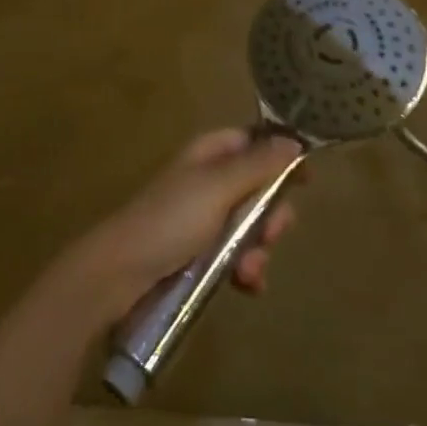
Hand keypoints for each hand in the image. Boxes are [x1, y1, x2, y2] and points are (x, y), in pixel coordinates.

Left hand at [64, 129, 302, 321]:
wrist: (119, 274)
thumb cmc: (170, 220)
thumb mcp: (217, 187)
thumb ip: (257, 164)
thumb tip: (294, 140)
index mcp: (208, 154)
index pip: (253, 142)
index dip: (280, 157)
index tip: (307, 180)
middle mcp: (208, 181)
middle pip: (258, 188)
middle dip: (271, 214)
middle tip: (270, 233)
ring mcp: (203, 219)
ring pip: (251, 227)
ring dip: (258, 249)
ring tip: (249, 270)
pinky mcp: (199, 254)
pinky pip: (236, 257)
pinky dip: (245, 270)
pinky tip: (245, 285)